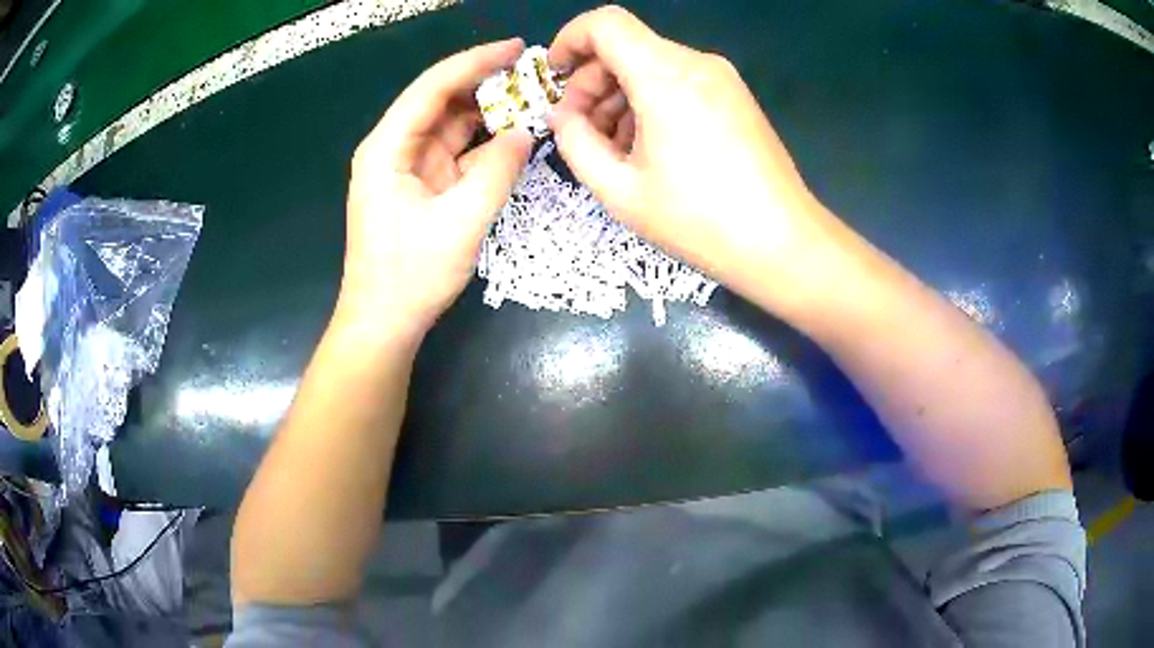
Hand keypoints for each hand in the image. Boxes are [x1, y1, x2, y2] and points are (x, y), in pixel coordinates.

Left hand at [339, 39, 533, 342]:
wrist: (384, 323)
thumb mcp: (461, 221)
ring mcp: (407, 167)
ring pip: (451, 125)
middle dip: (485, 84)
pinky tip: (514, 136)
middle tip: (533, 75)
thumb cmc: (411, 275)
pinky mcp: (421, 186)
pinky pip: (456, 152)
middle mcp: (393, 148)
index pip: (433, 88)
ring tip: (531, 100)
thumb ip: (498, 171)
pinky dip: (484, 144)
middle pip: (441, 101)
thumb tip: (526, 132)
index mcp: (388, 148)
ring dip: (488, 113)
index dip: (475, 62)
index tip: (516, 48)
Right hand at [547, 7, 831, 299]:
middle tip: (580, 130)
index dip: (570, 39)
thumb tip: (563, 116)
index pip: (606, 24)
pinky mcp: (736, 97)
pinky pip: (680, 82)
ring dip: (620, 96)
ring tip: (613, 149)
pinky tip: (648, 148)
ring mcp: (722, 79)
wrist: (783, 244)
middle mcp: (696, 64)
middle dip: (592, 81)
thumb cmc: (699, 221)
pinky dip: (651, 102)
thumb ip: (576, 143)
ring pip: (652, 65)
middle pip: (627, 46)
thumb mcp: (620, 190)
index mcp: (665, 76)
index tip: (555, 75)